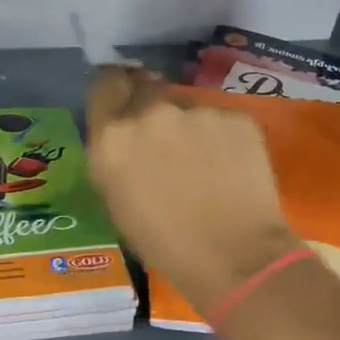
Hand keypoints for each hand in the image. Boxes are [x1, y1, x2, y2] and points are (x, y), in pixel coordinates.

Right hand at [86, 66, 299, 312]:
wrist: (234, 256)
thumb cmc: (163, 242)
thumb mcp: (115, 199)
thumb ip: (113, 155)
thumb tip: (122, 135)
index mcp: (113, 136)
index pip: (104, 83)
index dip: (112, 89)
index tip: (119, 99)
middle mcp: (150, 112)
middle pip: (144, 84)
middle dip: (147, 100)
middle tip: (159, 131)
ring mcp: (196, 111)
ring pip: (185, 104)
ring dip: (185, 123)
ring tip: (201, 160)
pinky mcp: (236, 117)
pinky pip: (219, 119)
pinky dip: (219, 137)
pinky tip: (228, 166)